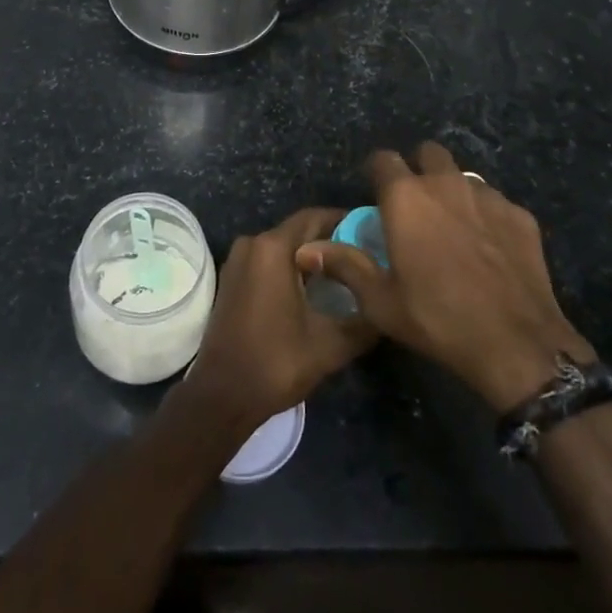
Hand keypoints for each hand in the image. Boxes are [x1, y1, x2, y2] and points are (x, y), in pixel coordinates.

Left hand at [180, 208, 376, 432]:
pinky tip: (313, 288)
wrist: (222, 395)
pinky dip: (290, 268)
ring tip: (344, 273)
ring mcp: (238, 261)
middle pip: (298, 231)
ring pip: (282, 247)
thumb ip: (365, 320)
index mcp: (273, 248)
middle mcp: (252, 244)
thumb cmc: (276, 362)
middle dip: (330, 240)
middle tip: (364, 256)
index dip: (344, 220)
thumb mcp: (331, 345)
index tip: (371, 232)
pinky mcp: (232, 279)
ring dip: (310, 256)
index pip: (314, 217)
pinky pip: (267, 261)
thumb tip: (388, 306)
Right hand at [297, 143, 593, 412]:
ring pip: (464, 176)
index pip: (383, 159)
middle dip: (419, 168)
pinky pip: (495, 202)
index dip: (377, 172)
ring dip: (453, 191)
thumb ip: (344, 265)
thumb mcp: (381, 301)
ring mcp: (487, 196)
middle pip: (428, 152)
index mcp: (405, 197)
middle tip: (416, 205)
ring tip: (453, 227)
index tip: (377, 193)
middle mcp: (445, 183)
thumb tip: (305, 248)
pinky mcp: (520, 215)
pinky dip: (486, 216)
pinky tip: (489, 249)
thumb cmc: (438, 319)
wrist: (517, 345)